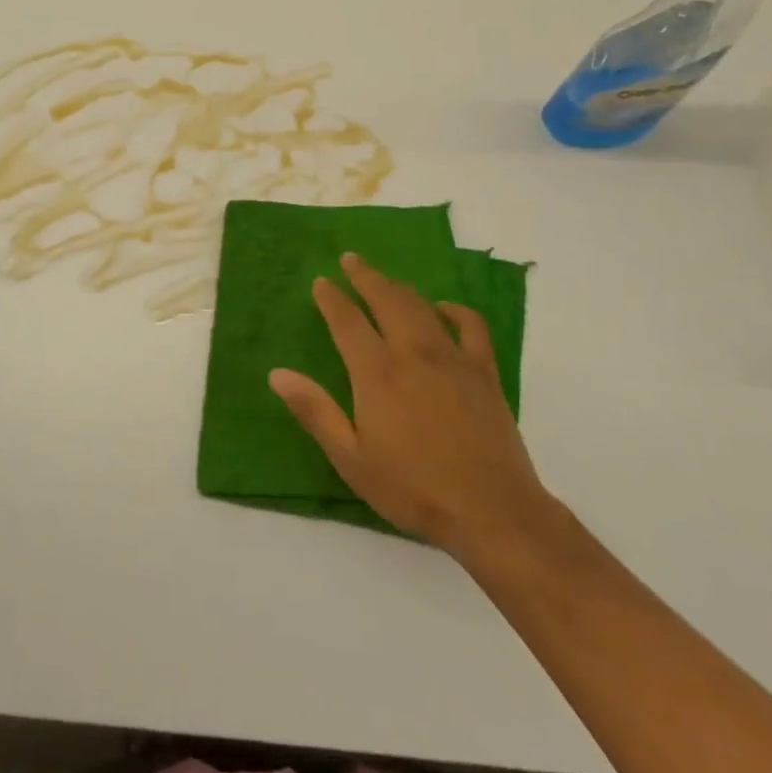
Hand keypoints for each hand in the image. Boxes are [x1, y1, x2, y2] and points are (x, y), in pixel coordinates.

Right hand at [269, 253, 557, 574]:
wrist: (493, 513)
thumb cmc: (414, 489)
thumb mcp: (352, 459)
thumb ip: (315, 412)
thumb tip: (278, 374)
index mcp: (377, 372)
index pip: (347, 320)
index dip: (331, 298)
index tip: (321, 281)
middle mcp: (413, 352)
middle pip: (385, 299)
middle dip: (365, 276)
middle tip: (350, 259)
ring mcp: (452, 358)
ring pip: (421, 306)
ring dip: (398, 286)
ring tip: (384, 278)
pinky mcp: (483, 371)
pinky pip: (470, 326)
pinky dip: (454, 310)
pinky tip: (443, 309)